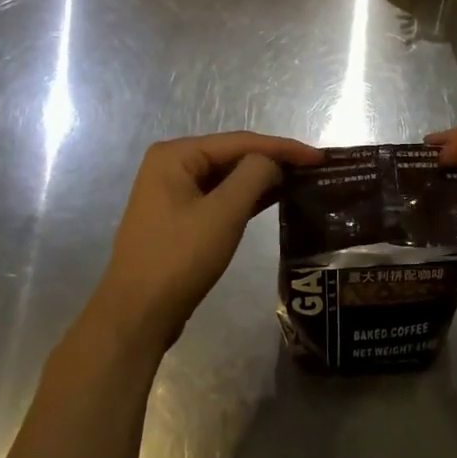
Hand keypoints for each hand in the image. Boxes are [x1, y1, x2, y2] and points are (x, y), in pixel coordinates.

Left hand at [90, 132, 321, 352]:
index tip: (319, 158)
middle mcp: (171, 166)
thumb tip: (273, 162)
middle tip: (315, 169)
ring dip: (264, 179)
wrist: (137, 315)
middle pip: (234, 156)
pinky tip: (277, 198)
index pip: (240, 141)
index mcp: (175, 155)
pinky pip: (221, 198)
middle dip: (274, 161)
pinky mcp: (180, 219)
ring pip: (228, 178)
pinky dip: (248, 198)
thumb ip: (254, 176)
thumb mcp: (223, 213)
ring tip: (303, 181)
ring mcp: (174, 194)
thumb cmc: (179, 258)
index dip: (283, 148)